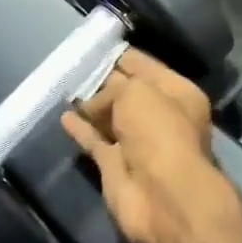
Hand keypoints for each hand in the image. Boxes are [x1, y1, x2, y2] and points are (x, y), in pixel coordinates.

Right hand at [60, 48, 239, 242]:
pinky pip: (95, 141)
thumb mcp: (137, 91)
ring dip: (91, 106)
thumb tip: (92, 106)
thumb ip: (112, 89)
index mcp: (177, 94)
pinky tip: (64, 117)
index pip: (146, 67)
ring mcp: (138, 144)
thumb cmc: (158, 131)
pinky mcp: (116, 166)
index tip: (95, 46)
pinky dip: (81, 130)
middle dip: (104, 80)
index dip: (122, 56)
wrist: (162, 196)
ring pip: (110, 118)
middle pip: (127, 92)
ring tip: (64, 88)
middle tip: (75, 65)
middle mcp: (160, 117)